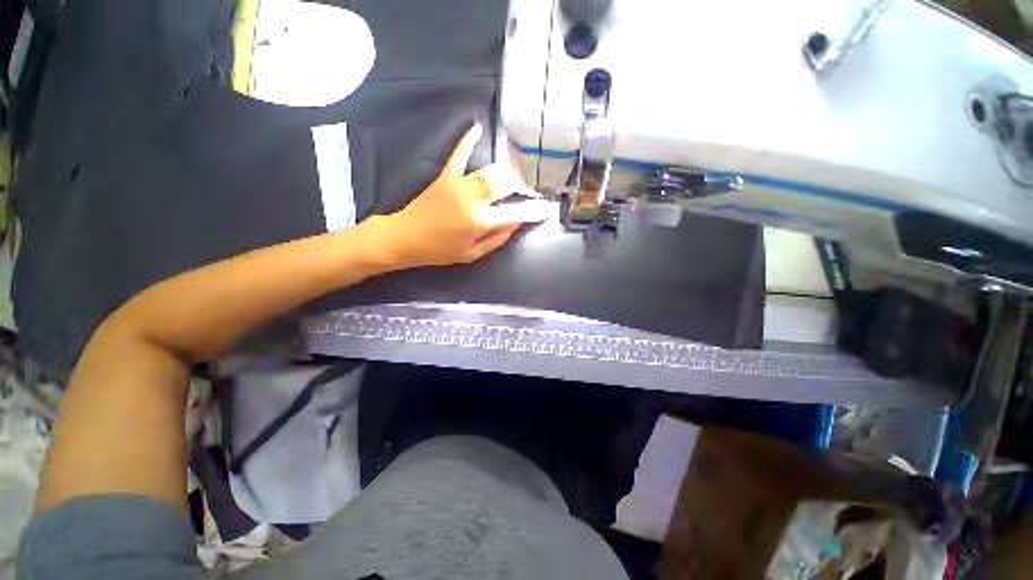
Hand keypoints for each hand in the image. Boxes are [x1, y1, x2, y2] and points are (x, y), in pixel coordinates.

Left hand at [380, 122, 551, 266]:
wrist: (406, 237)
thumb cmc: (440, 251)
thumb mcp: (472, 254)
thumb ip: (497, 239)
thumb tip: (516, 223)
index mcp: (480, 222)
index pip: (515, 213)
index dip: (533, 210)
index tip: (545, 208)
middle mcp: (473, 199)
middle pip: (506, 184)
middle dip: (522, 185)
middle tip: (529, 190)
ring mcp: (459, 183)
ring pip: (490, 170)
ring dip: (506, 171)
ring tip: (515, 175)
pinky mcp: (446, 175)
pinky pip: (459, 153)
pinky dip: (468, 140)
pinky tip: (477, 126)